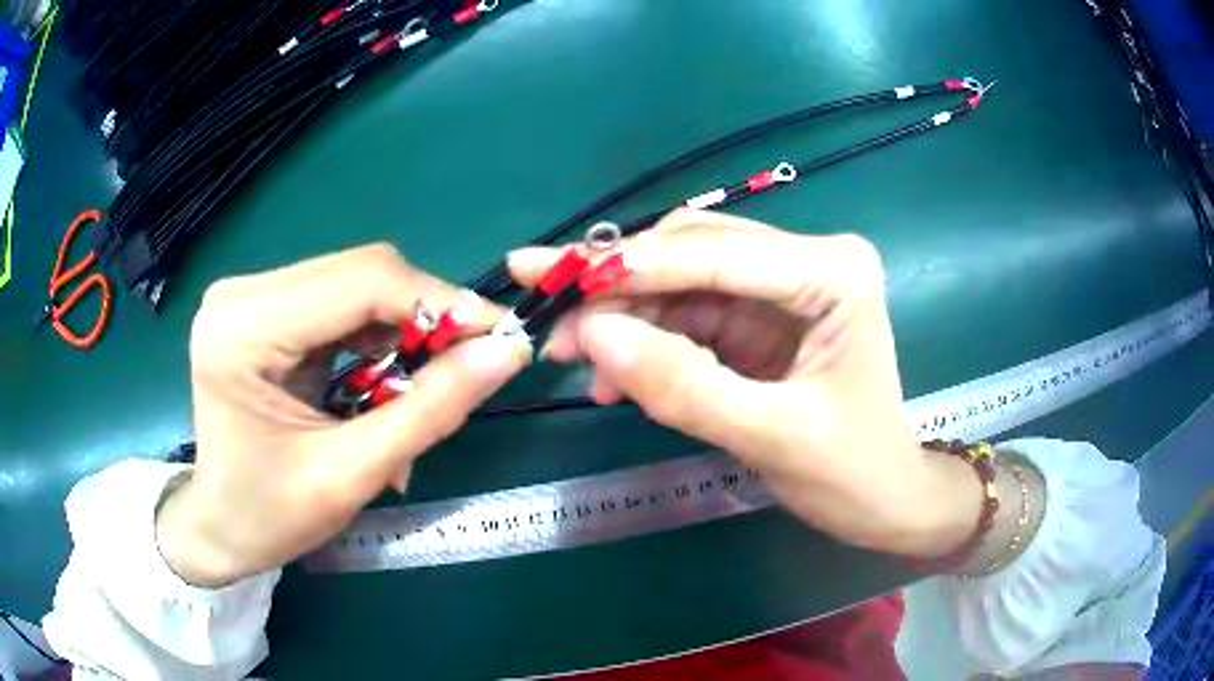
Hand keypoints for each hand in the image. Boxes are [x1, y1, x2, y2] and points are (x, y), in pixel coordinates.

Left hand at [157, 244, 531, 586]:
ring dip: (403, 329)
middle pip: (361, 273)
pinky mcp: (263, 307)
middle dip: (425, 317)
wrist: (219, 525)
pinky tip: (383, 381)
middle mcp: (242, 292)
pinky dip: (378, 336)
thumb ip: (430, 410)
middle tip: (468, 366)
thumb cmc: (270, 516)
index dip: (441, 304)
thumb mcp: (352, 474)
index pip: (362, 282)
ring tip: (419, 387)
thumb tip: (508, 352)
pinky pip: (340, 302)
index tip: (501, 338)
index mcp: (244, 329)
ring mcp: (250, 295)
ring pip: (356, 283)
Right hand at [508, 210, 979, 557]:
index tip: (548, 275)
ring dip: (624, 317)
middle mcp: (807, 261)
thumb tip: (593, 336)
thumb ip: (682, 385)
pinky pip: (689, 315)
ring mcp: (782, 286)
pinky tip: (614, 375)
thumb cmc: (851, 473)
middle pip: (691, 254)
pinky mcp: (762, 316)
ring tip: (572, 358)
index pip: (714, 252)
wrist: (885, 501)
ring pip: (681, 282)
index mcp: (831, 271)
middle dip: (617, 288)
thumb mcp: (770, 437)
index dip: (627, 267)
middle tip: (547, 319)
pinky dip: (647, 341)